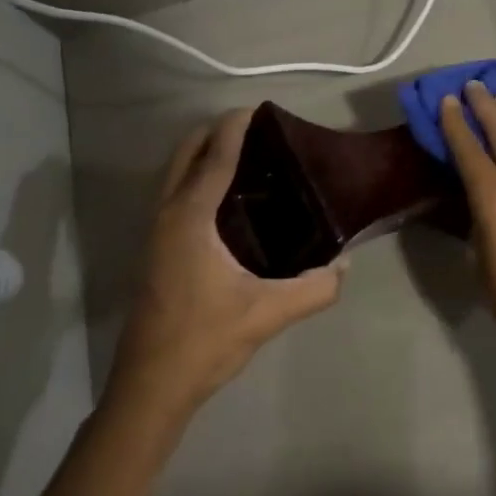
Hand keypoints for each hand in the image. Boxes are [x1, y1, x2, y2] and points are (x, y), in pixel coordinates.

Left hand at [107, 110, 343, 423]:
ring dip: (202, 155)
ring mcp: (155, 233)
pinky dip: (195, 178)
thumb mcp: (268, 314)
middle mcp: (167, 215)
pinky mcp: (154, 251)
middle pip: (186, 154)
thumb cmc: (205, 340)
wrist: (150, 387)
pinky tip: (225, 200)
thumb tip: (345, 264)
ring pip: (175, 174)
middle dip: (214, 133)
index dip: (235, 128)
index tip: (257, 108)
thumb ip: (314, 288)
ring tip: (244, 156)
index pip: (215, 157)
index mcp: (190, 218)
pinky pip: (174, 194)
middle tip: (254, 130)